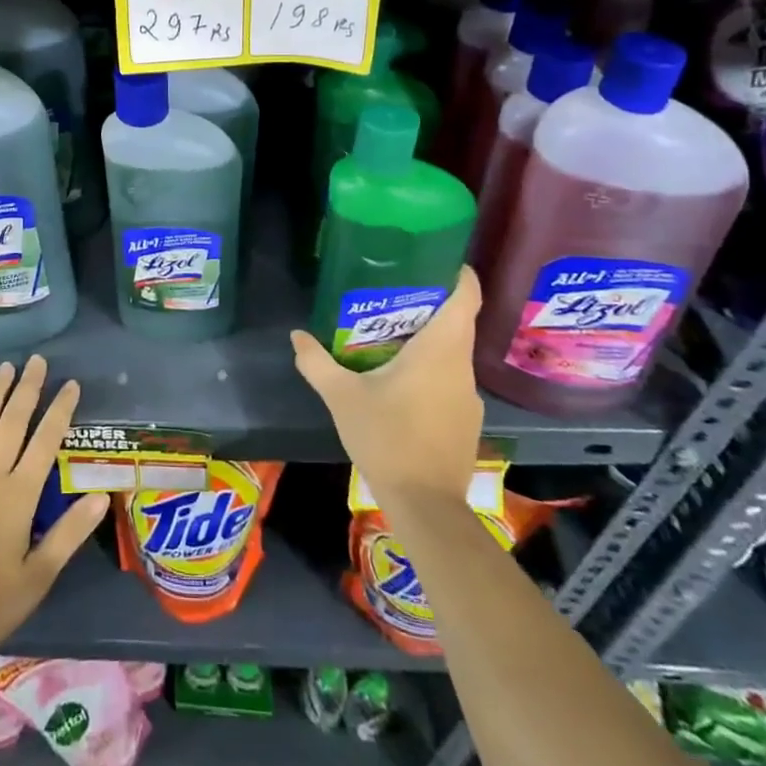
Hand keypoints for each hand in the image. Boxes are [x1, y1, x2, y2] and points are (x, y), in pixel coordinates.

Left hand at [0, 355, 109, 655]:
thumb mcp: (37, 577)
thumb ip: (69, 534)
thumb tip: (102, 496)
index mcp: (19, 495)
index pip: (46, 441)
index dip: (60, 410)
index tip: (71, 384)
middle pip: (12, 422)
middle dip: (28, 388)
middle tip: (37, 360)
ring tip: (5, 368)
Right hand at [290, 265, 485, 505]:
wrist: (426, 507)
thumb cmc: (387, 438)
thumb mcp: (342, 397)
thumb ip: (317, 363)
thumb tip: (296, 335)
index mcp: (440, 349)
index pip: (466, 297)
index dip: (458, 273)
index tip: (436, 258)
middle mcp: (462, 367)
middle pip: (458, 321)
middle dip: (430, 303)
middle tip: (393, 292)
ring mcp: (469, 396)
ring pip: (454, 352)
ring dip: (430, 338)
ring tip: (392, 333)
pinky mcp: (466, 420)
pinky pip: (451, 379)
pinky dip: (432, 368)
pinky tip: (402, 381)